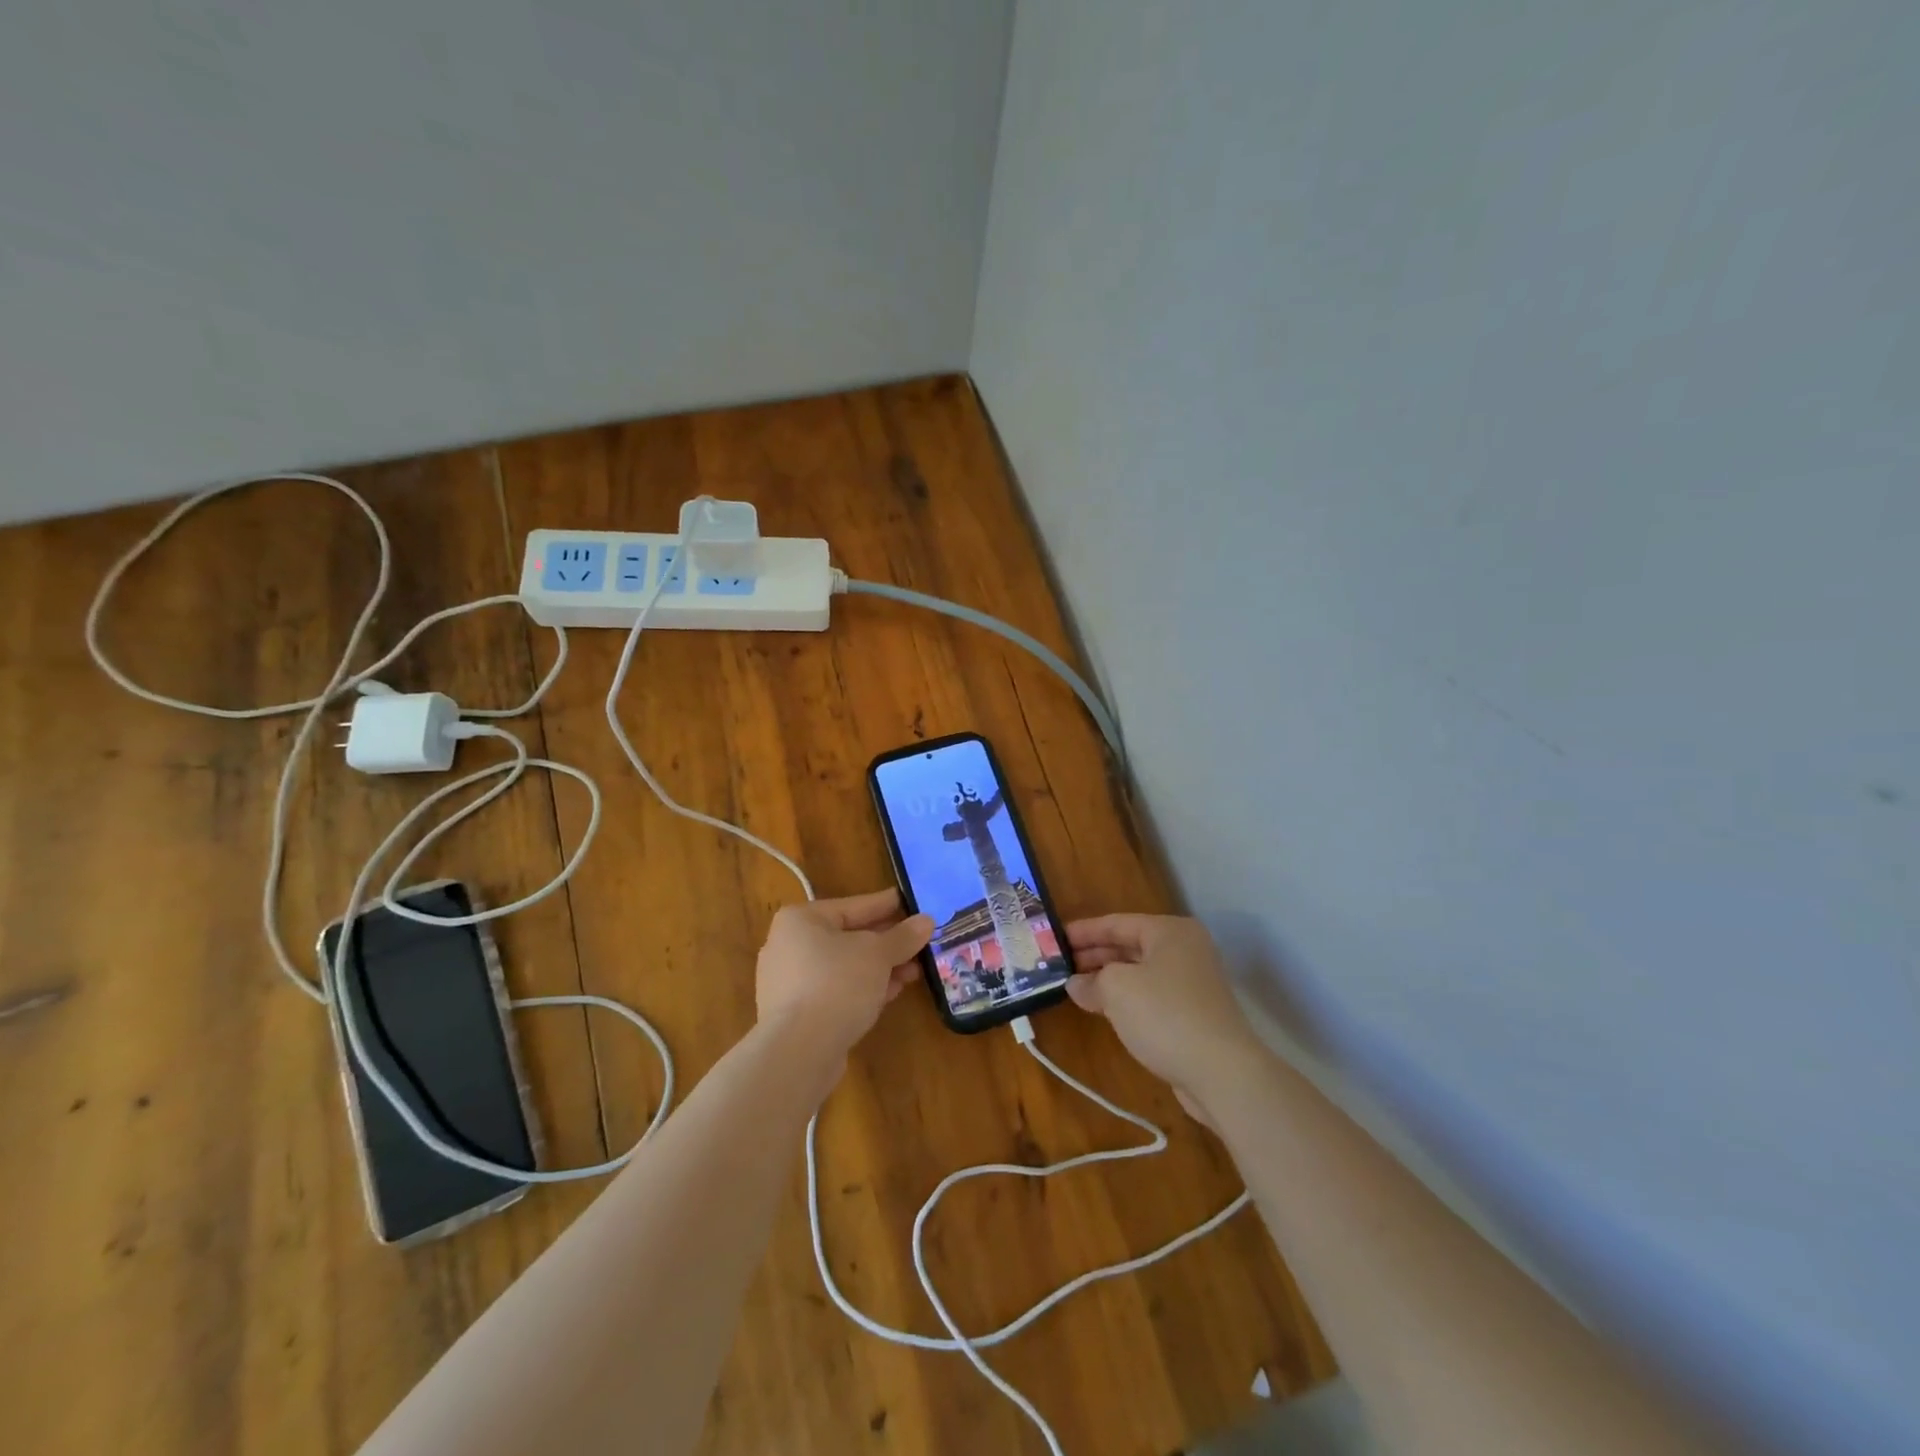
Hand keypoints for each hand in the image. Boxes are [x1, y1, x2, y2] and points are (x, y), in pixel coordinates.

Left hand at [756, 889, 933, 1058]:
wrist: (799, 1051)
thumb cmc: (837, 983)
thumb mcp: (878, 954)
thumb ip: (903, 936)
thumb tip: (926, 921)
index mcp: (801, 920)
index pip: (854, 905)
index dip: (887, 905)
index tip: (912, 903)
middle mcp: (788, 946)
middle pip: (849, 937)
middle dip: (887, 942)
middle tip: (920, 941)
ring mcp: (789, 983)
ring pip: (844, 967)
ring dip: (880, 968)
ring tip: (914, 970)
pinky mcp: (796, 1015)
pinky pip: (836, 991)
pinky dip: (863, 988)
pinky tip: (892, 992)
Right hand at [1066, 915, 1263, 1124]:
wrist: (1222, 1073)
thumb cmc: (1165, 1015)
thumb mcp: (1117, 989)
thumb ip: (1091, 981)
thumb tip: (1076, 985)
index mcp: (1170, 932)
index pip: (1117, 923)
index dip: (1084, 931)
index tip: (1055, 939)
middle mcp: (1185, 950)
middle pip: (1129, 946)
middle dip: (1094, 956)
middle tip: (1060, 965)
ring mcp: (1192, 984)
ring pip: (1140, 973)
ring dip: (1108, 980)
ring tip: (1075, 988)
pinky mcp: (1194, 1015)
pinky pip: (1150, 997)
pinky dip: (1126, 1000)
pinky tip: (1104, 1011)